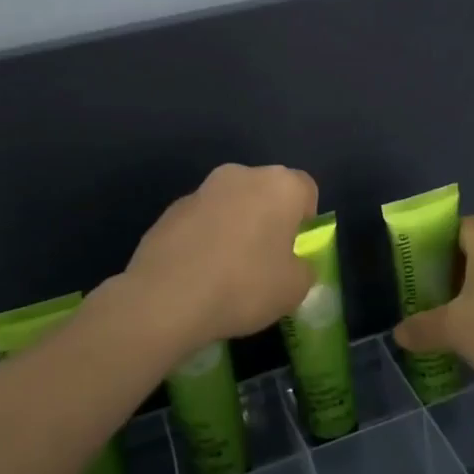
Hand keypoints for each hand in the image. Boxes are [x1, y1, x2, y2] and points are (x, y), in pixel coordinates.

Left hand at [121, 164, 318, 347]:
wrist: (167, 298)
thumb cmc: (245, 286)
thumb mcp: (295, 288)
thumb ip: (303, 268)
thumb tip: (293, 264)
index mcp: (280, 185)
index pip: (306, 190)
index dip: (305, 220)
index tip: (295, 250)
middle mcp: (242, 175)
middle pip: (266, 192)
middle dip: (269, 218)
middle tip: (265, 259)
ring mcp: (202, 189)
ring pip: (231, 204)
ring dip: (235, 226)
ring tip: (227, 269)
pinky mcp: (171, 209)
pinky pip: (202, 220)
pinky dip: (205, 238)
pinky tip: (199, 272)